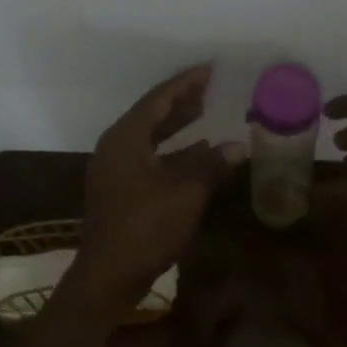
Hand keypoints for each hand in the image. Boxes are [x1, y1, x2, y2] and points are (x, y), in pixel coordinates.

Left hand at [76, 65, 245, 312]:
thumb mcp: (186, 194)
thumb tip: (238, 145)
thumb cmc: (146, 229)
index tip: (209, 69)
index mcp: (126, 140)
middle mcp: (116, 148)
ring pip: (150, 137)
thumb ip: (211, 165)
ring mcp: (115, 170)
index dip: (185, 84)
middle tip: (209, 87)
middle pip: (151, 115)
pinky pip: (149, 157)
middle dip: (181, 101)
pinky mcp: (120, 190)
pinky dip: (173, 151)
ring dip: (177, 126)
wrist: (108, 276)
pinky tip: (198, 153)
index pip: (158, 100)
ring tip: (206, 112)